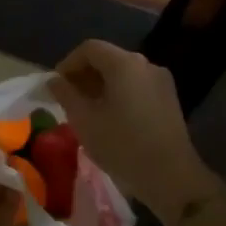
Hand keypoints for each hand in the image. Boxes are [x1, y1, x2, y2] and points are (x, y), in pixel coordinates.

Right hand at [50, 40, 218, 218]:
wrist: (171, 177)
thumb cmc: (122, 145)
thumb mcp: (84, 120)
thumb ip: (65, 94)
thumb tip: (54, 80)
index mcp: (124, 64)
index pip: (89, 48)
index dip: (68, 63)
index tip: (55, 86)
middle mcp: (146, 64)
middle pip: (108, 58)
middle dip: (84, 74)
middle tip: (67, 98)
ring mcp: (161, 81)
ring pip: (123, 73)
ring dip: (100, 85)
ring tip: (86, 110)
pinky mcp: (169, 99)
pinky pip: (137, 86)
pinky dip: (118, 93)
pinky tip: (110, 117)